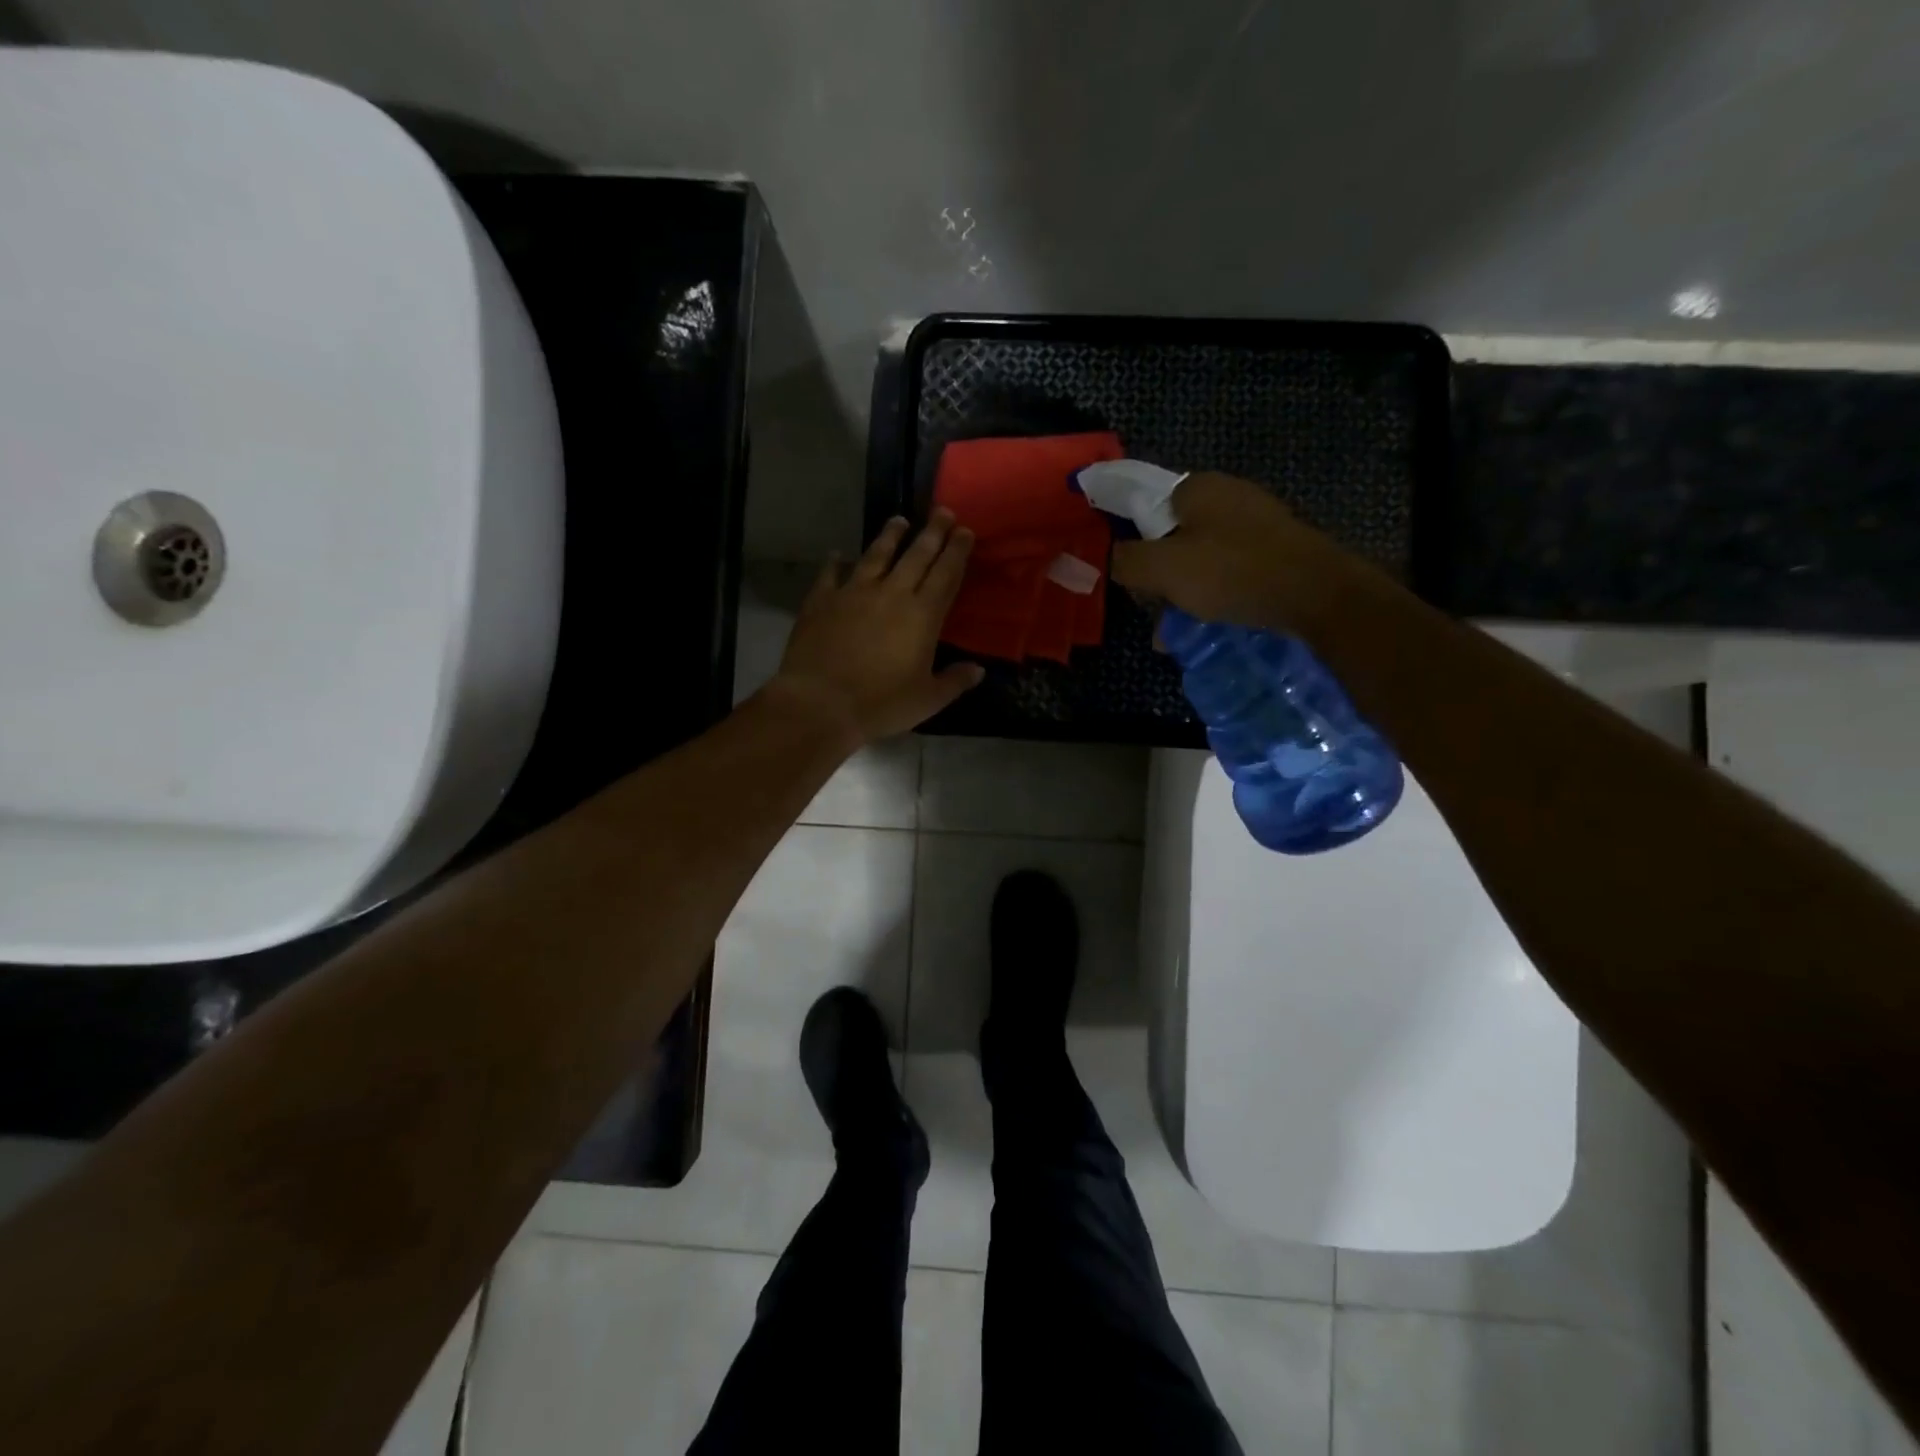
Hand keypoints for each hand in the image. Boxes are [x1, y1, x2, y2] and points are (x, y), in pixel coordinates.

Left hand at [768, 509, 984, 745]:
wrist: (820, 703)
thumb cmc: (880, 704)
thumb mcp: (927, 700)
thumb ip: (954, 681)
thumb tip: (978, 670)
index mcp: (922, 615)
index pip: (946, 574)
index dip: (957, 551)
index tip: (964, 531)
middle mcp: (891, 594)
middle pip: (916, 555)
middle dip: (932, 532)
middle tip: (942, 511)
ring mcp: (853, 592)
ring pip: (876, 555)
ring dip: (890, 536)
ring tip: (899, 520)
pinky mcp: (821, 600)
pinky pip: (830, 574)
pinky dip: (835, 562)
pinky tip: (837, 554)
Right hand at [1109, 471, 1350, 632]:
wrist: (1316, 592)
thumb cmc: (1232, 572)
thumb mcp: (1164, 569)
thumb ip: (1127, 561)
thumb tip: (1111, 559)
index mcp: (1198, 487)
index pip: (1148, 505)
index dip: (1133, 540)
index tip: (1132, 576)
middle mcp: (1229, 495)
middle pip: (1176, 534)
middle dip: (1160, 574)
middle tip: (1154, 608)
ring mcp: (1257, 521)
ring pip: (1203, 556)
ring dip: (1186, 590)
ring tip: (1177, 629)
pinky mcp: (1277, 548)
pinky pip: (1232, 569)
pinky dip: (1216, 593)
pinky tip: (1211, 622)